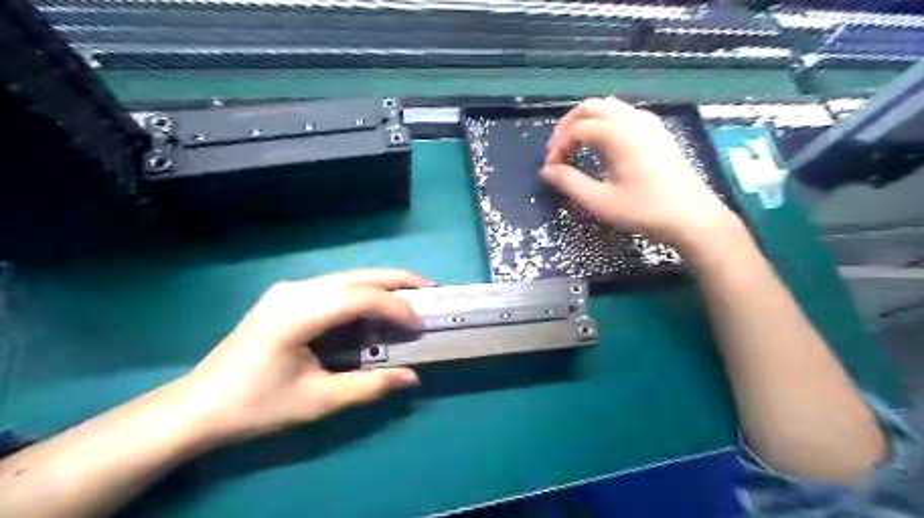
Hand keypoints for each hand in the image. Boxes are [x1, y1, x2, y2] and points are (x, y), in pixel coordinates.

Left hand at [174, 269, 433, 442]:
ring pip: (347, 277)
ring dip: (382, 284)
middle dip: (397, 280)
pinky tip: (377, 305)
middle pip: (356, 276)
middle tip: (431, 289)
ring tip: (412, 294)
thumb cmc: (256, 405)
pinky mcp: (287, 296)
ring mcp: (288, 290)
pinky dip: (363, 292)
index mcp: (296, 314)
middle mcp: (294, 291)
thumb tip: (412, 378)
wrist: (199, 407)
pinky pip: (335, 287)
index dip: (395, 307)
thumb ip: (369, 387)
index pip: (359, 298)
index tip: (421, 325)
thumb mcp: (317, 402)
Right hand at [543, 95, 741, 253]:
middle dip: (567, 126)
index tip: (551, 169)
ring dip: (586, 121)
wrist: (691, 217)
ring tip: (575, 147)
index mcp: (618, 135)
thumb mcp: (600, 201)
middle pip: (590, 107)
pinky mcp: (657, 131)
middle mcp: (632, 120)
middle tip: (557, 151)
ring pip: (608, 107)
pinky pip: (624, 114)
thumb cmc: (644, 210)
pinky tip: (602, 146)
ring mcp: (648, 123)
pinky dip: (604, 122)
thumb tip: (546, 171)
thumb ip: (570, 183)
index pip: (576, 129)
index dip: (558, 147)